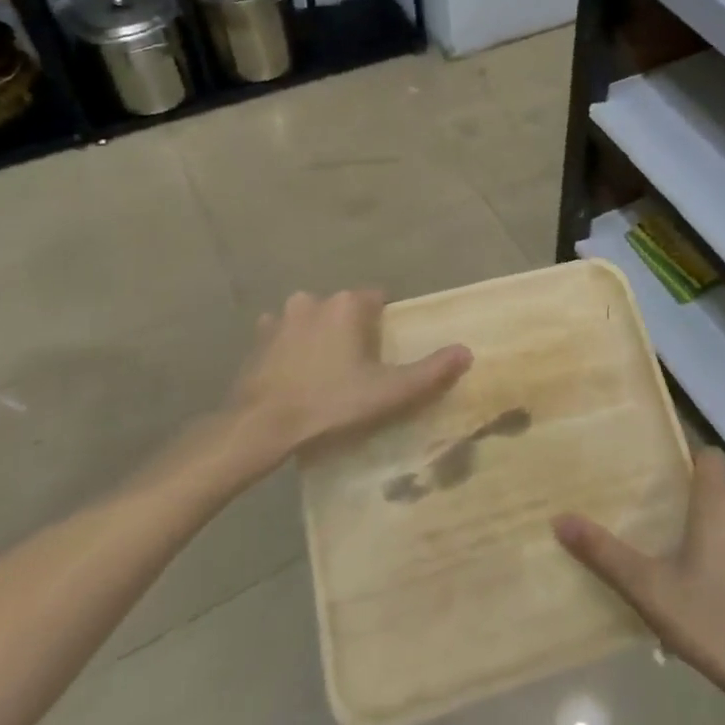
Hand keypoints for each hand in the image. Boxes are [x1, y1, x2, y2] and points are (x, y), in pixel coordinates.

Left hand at [172, 290, 471, 497]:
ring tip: (328, 372)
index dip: (386, 323)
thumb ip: (431, 370)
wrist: (261, 426)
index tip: (387, 351)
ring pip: (313, 319)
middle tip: (360, 366)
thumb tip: (467, 351)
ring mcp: (280, 318)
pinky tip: (297, 375)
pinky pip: (284, 336)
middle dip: (354, 329)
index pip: (379, 298)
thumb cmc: (330, 402)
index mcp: (348, 305)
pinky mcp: (257, 339)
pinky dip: (293, 348)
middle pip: (345, 308)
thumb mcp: (389, 391)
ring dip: (321, 335)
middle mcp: (314, 300)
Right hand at [554, 448, 724, 712]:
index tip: (664, 476)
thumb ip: (605, 554)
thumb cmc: (711, 620)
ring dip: (713, 535)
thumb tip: (560, 520)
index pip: (711, 457)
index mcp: (719, 506)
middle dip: (694, 504)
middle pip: (720, 492)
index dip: (690, 460)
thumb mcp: (649, 589)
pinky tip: (710, 594)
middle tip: (661, 526)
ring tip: (681, 563)